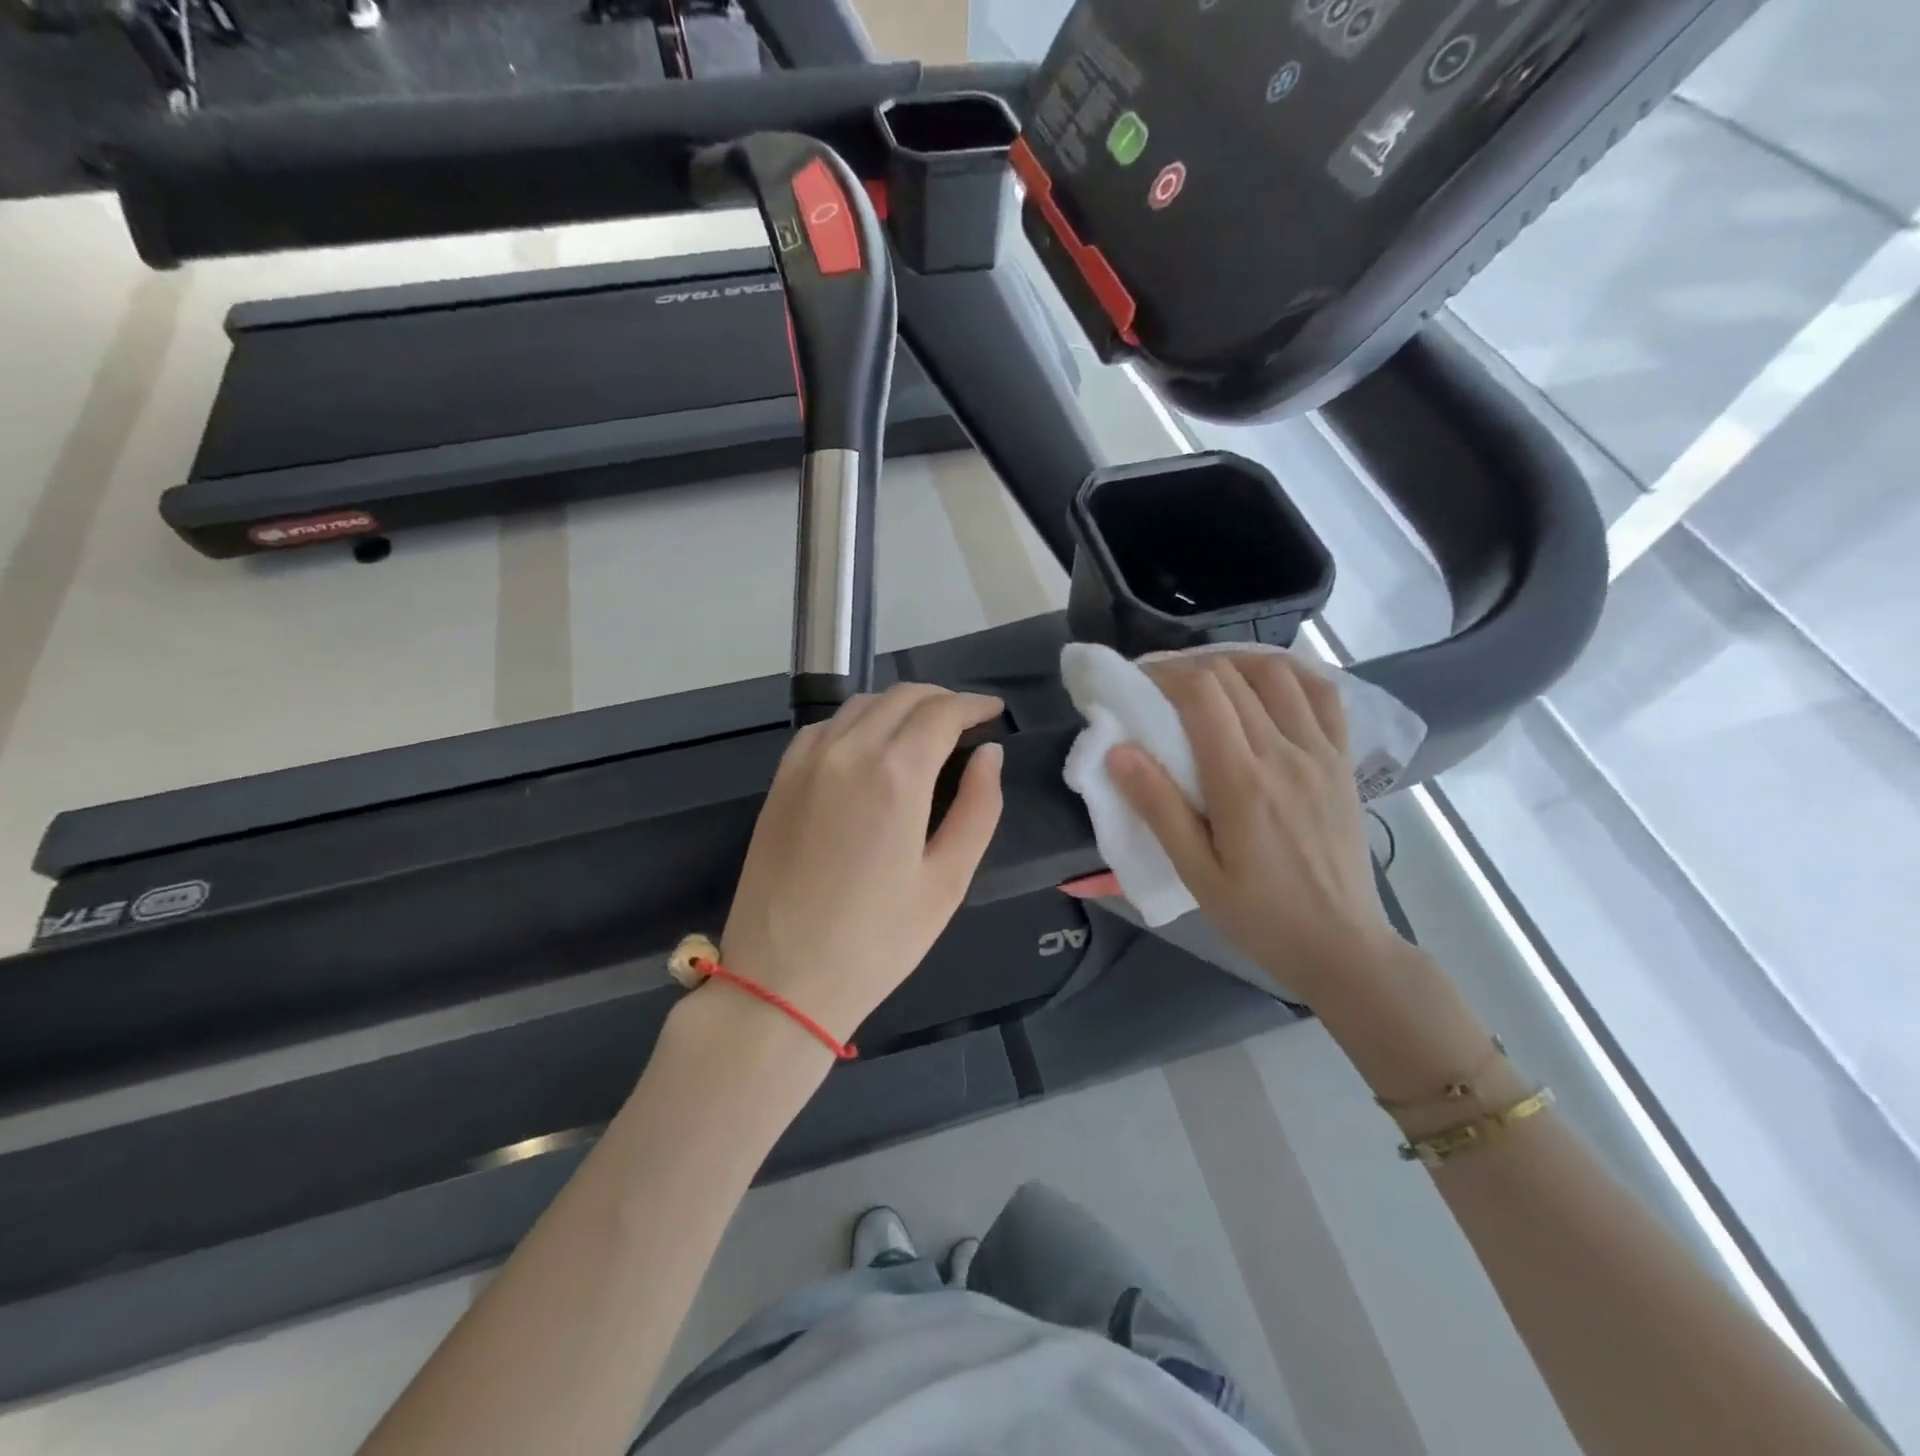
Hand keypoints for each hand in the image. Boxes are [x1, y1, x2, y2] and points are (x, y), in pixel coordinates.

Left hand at [718, 684, 1005, 1046]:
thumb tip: (989, 754)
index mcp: (896, 773)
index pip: (942, 712)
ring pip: (862, 704)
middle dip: (942, 700)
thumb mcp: (947, 880)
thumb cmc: (877, 940)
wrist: (781, 979)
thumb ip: (979, 807)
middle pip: (902, 697)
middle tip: (967, 722)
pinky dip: (859, 721)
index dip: (974, 704)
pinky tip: (871, 746)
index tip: (994, 712)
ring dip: (901, 706)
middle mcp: (848, 751)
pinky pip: (827, 727)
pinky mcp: (782, 779)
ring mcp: (807, 761)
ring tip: (925, 731)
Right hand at [1108, 652, 1396, 1006]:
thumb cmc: (1259, 916)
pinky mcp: (1343, 760)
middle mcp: (1285, 754)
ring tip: (1207, 678)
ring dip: (1235, 662)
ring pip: (1278, 673)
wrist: (1342, 945)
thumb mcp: (1196, 873)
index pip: (1202, 694)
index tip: (1138, 681)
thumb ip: (1158, 809)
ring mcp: (1321, 753)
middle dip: (1189, 667)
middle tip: (1160, 684)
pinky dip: (1290, 673)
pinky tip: (1265, 682)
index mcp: (1242, 782)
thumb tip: (1117, 752)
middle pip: (1233, 676)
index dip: (1165, 674)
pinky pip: (1323, 694)